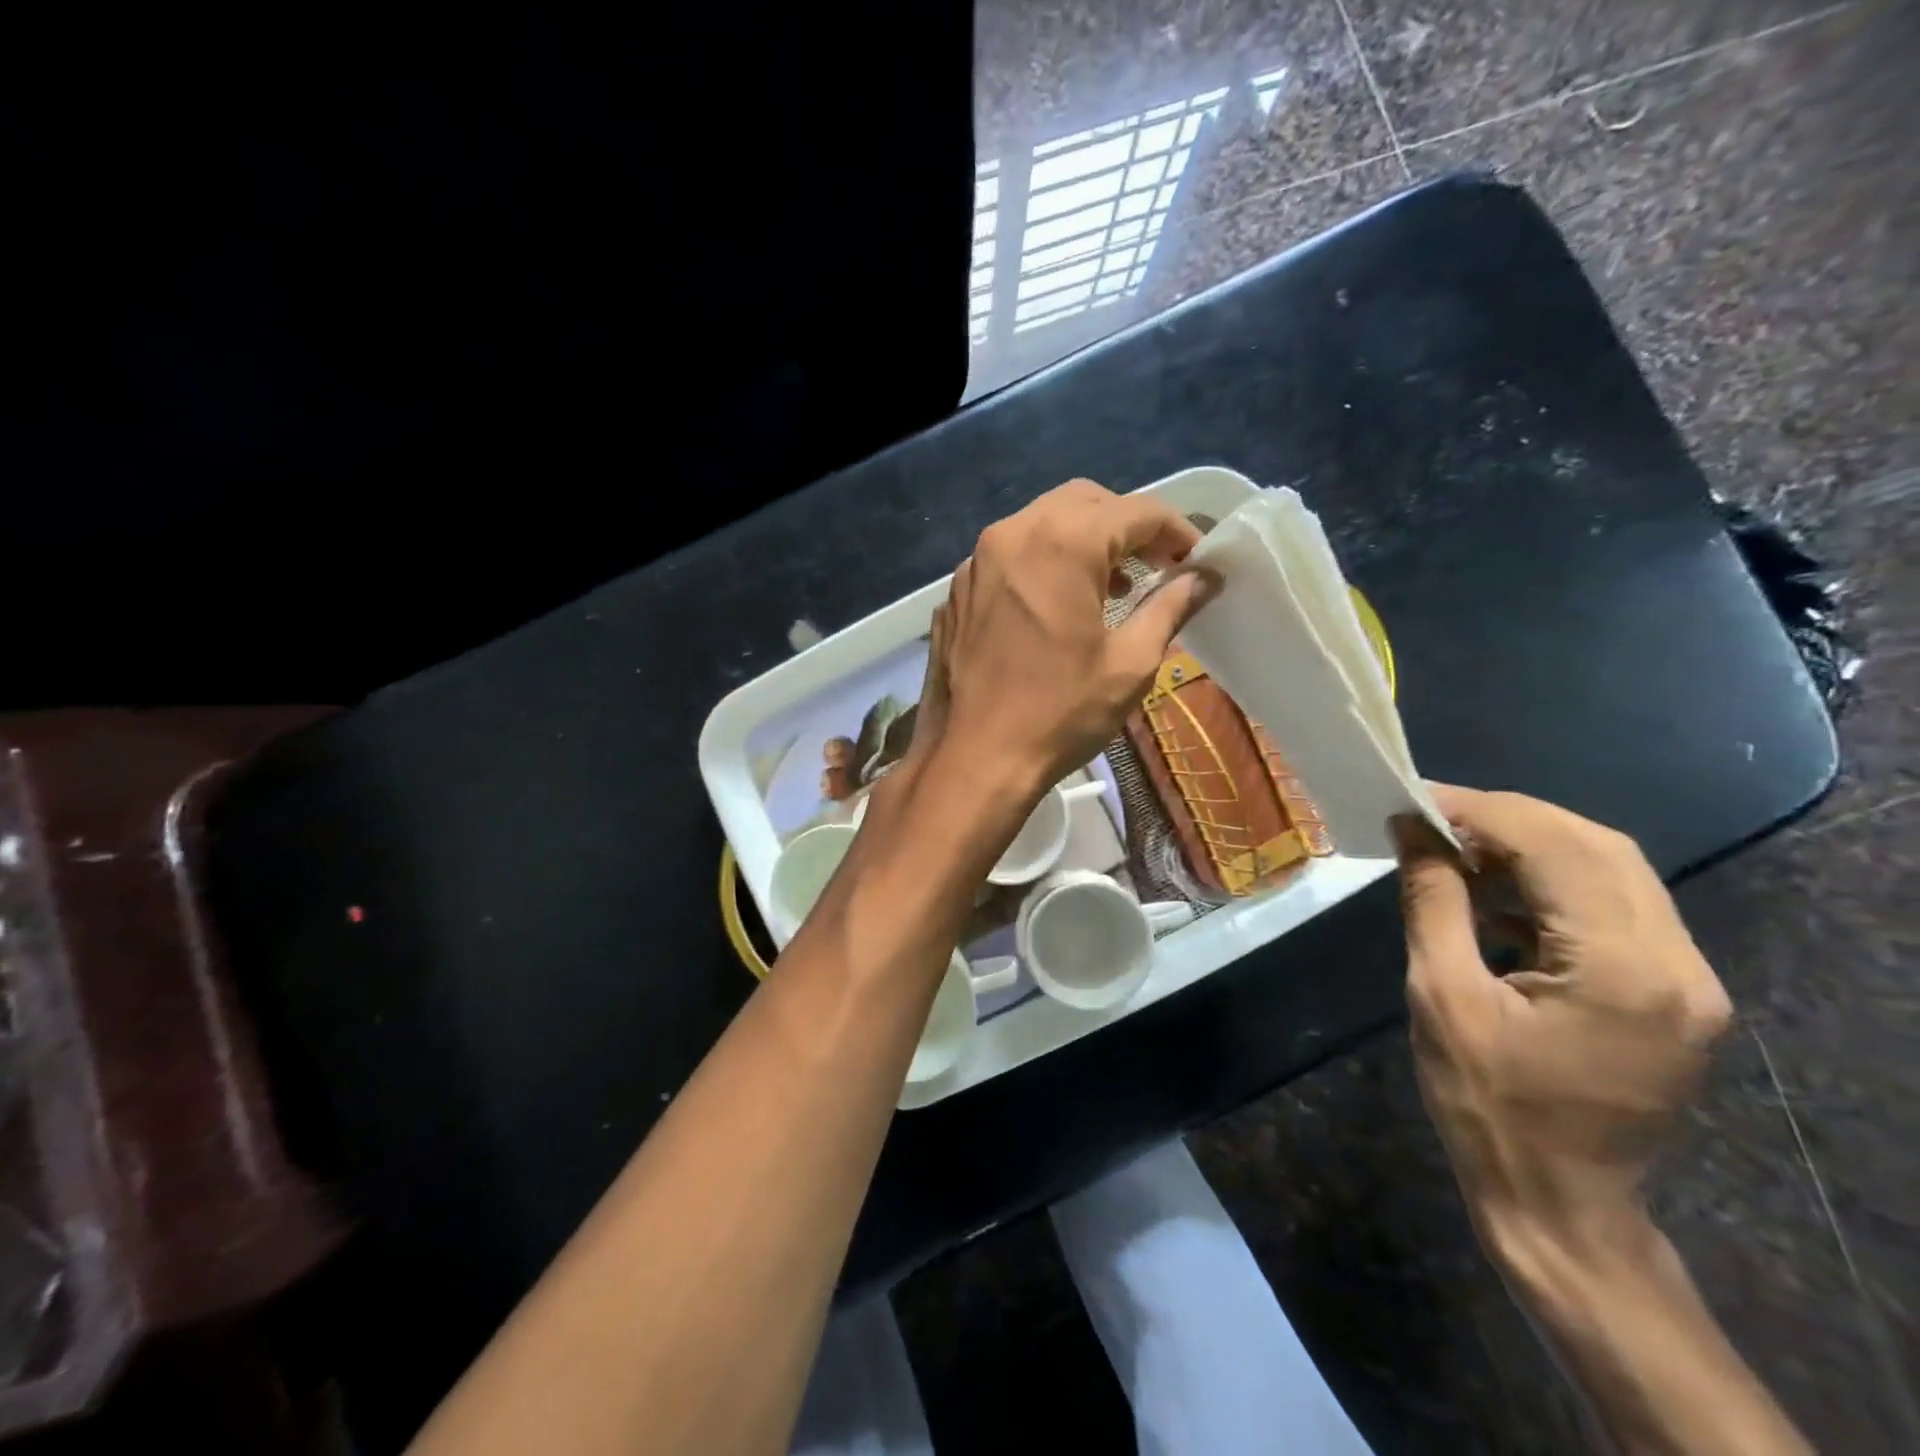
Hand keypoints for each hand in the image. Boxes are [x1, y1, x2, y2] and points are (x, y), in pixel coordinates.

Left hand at [915, 479, 1215, 794]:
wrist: (973, 759)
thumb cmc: (1059, 714)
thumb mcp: (1129, 663)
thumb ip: (1169, 608)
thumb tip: (1204, 578)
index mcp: (1061, 544)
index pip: (1134, 511)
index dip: (1175, 530)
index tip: (1195, 560)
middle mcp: (1011, 535)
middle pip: (1082, 502)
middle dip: (1126, 526)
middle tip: (1153, 567)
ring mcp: (974, 562)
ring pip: (1040, 524)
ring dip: (1082, 541)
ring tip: (1110, 588)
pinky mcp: (956, 591)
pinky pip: (1007, 557)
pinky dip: (1041, 564)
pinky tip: (1054, 607)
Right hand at [1393, 786, 1733, 1269]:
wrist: (1558, 1201)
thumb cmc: (1487, 1105)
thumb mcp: (1442, 996)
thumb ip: (1434, 902)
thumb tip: (1414, 832)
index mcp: (1623, 970)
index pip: (1557, 849)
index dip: (1482, 812)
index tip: (1417, 798)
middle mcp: (1678, 965)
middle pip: (1599, 848)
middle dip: (1510, 818)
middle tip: (1434, 814)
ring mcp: (1688, 981)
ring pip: (1614, 871)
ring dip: (1532, 845)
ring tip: (1457, 844)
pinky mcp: (1674, 993)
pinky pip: (1616, 907)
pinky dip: (1553, 882)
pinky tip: (1495, 892)